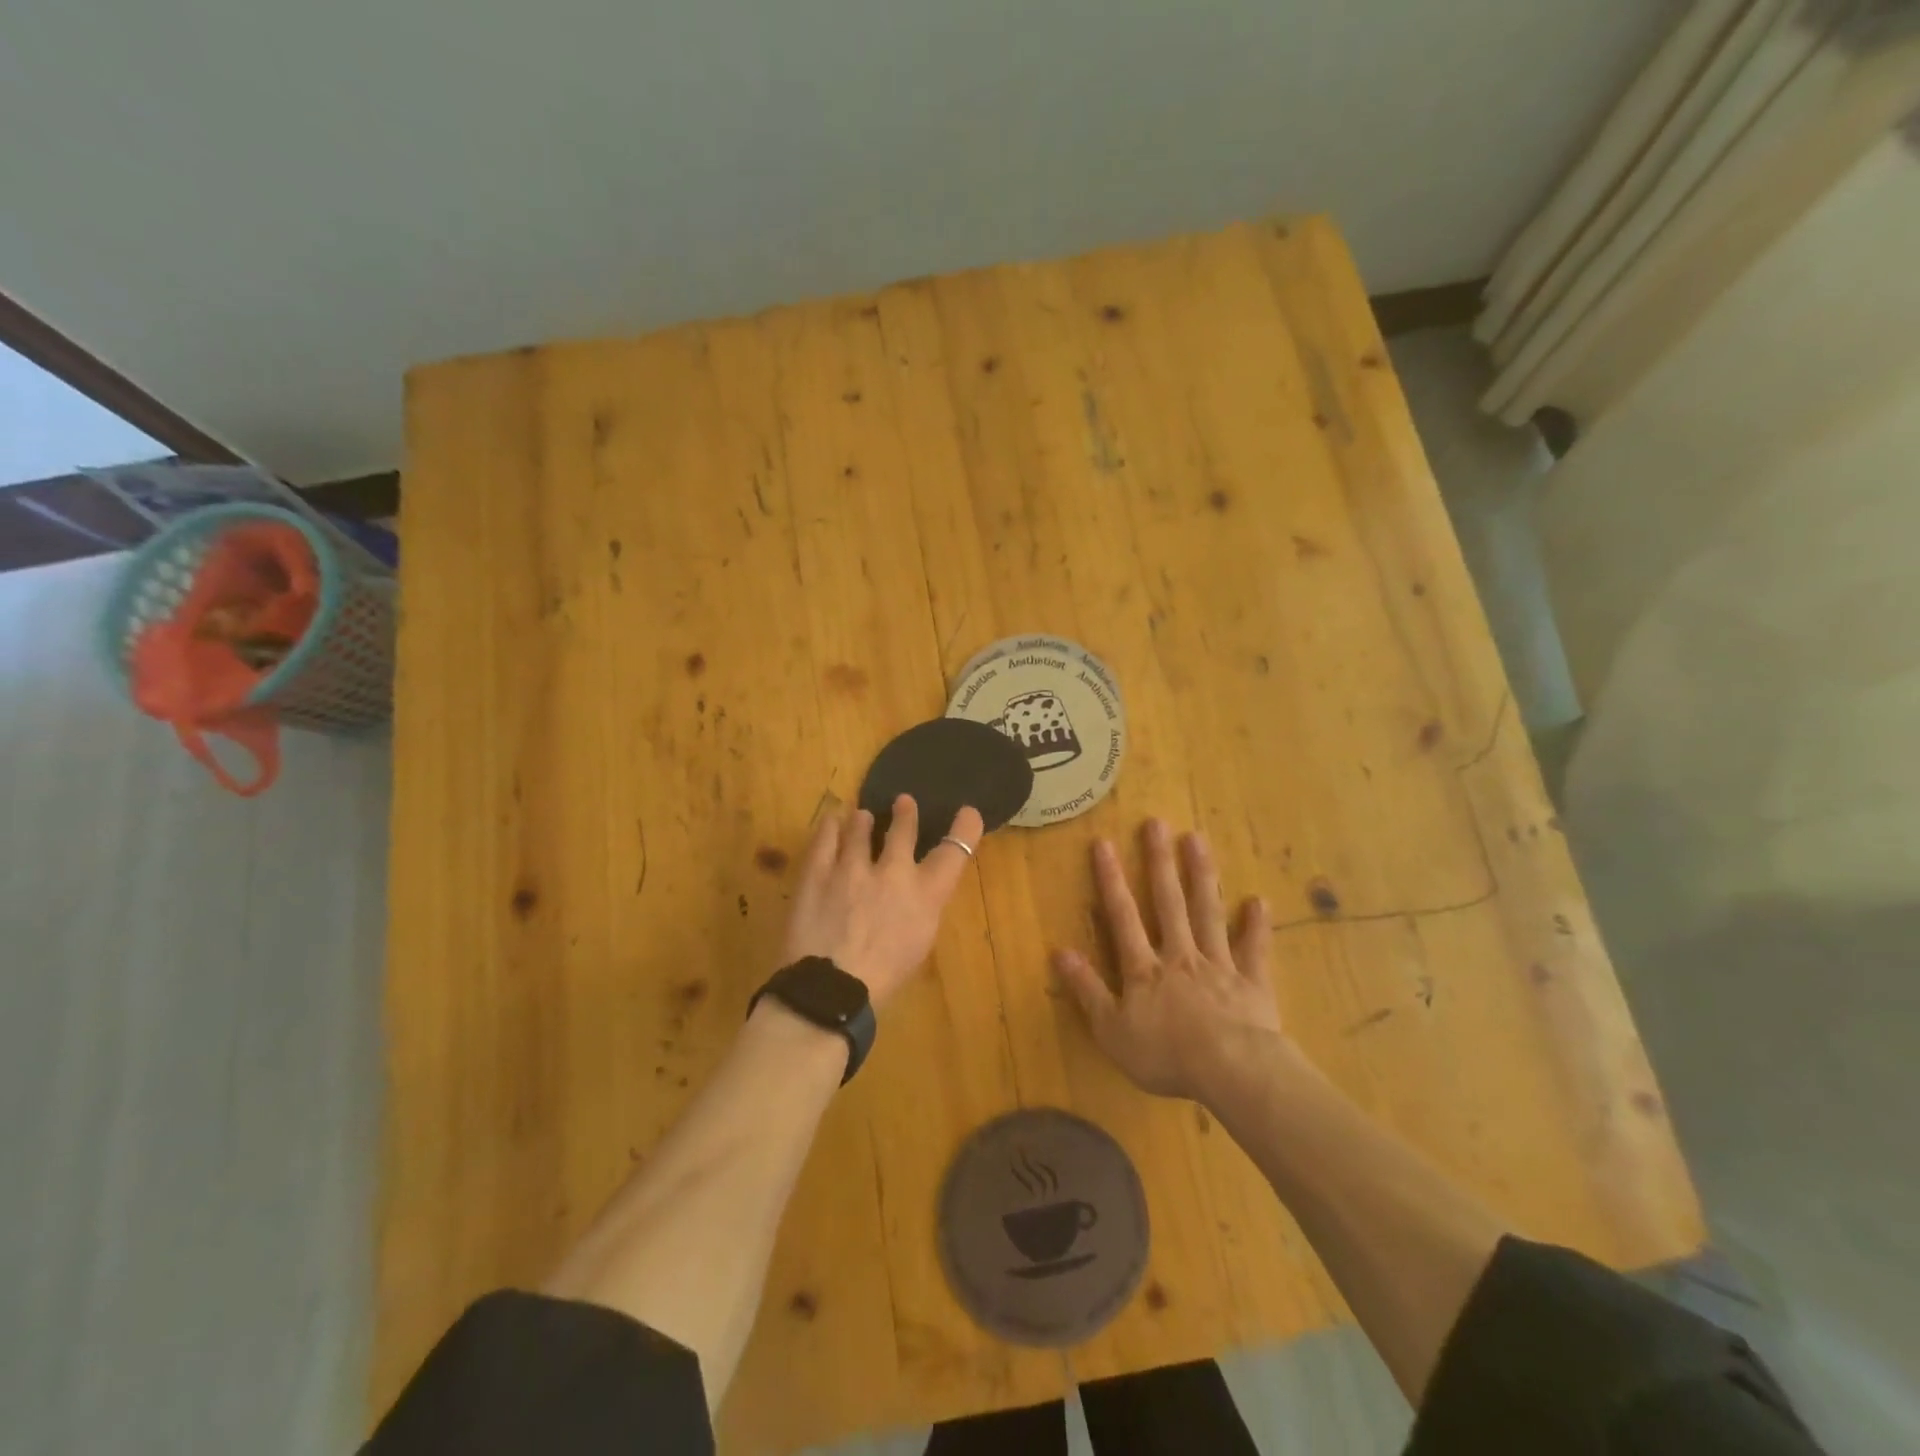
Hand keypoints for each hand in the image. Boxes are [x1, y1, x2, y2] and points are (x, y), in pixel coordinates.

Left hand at [780, 796, 984, 1008]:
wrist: (832, 989)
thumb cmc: (882, 980)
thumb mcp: (918, 947)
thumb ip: (919, 912)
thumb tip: (912, 897)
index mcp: (925, 896)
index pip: (953, 853)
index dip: (964, 829)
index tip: (967, 812)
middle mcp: (893, 873)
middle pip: (903, 831)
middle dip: (905, 815)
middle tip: (903, 802)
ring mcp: (852, 868)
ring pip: (859, 830)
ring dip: (862, 821)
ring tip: (861, 814)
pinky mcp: (818, 872)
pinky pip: (825, 840)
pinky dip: (830, 828)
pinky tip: (831, 821)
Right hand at [1053, 819, 1286, 1104]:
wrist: (1231, 1071)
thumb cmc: (1165, 1055)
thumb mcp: (1112, 1031)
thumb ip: (1087, 990)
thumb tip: (1059, 952)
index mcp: (1144, 969)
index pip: (1122, 916)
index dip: (1111, 880)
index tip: (1103, 843)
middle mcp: (1180, 956)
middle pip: (1168, 903)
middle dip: (1160, 862)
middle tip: (1157, 823)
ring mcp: (1219, 966)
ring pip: (1208, 913)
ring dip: (1201, 876)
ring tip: (1197, 839)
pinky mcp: (1252, 983)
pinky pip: (1254, 950)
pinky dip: (1256, 926)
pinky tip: (1258, 901)